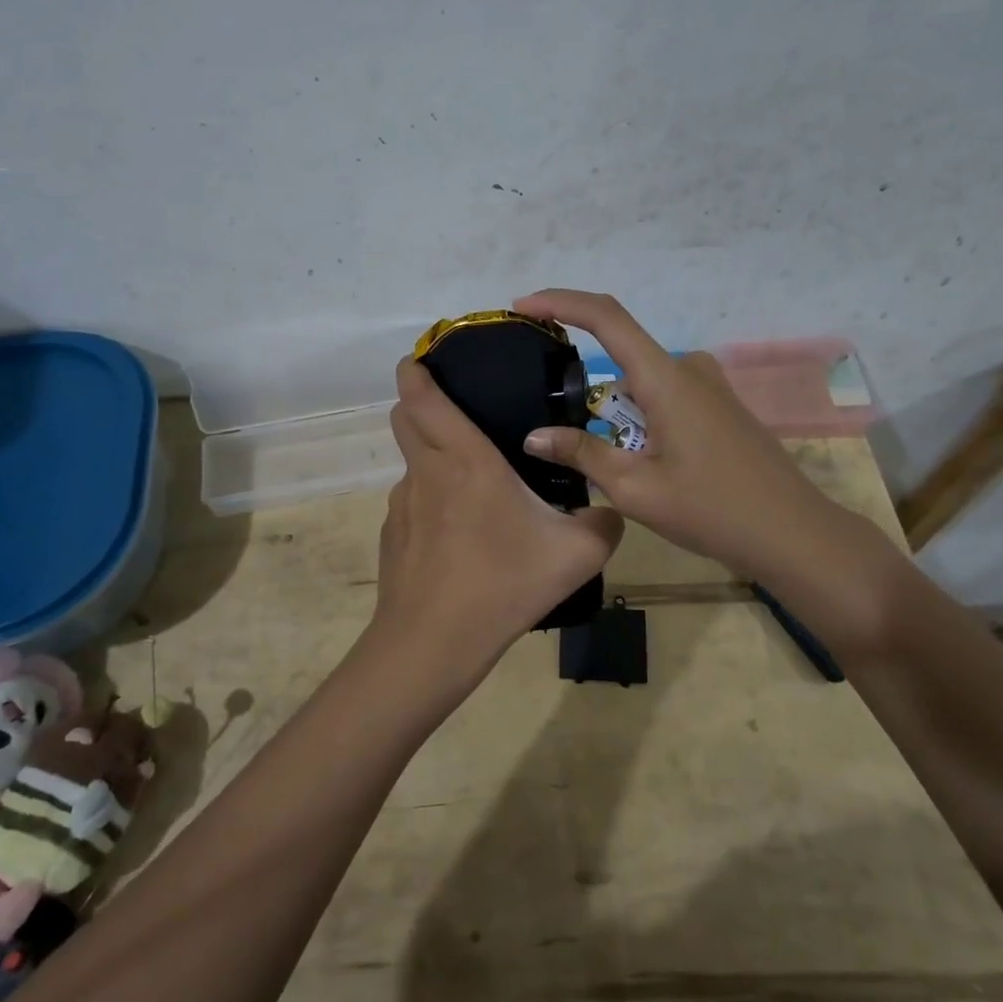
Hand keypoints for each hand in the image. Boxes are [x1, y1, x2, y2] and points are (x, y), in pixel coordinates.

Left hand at [368, 358, 623, 695]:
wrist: (434, 643)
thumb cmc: (503, 584)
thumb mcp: (576, 555)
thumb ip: (604, 523)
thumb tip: (608, 510)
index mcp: (465, 460)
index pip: (421, 397)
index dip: (415, 371)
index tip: (421, 357)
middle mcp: (426, 472)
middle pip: (404, 418)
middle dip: (419, 403)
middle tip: (456, 410)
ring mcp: (402, 505)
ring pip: (411, 464)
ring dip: (433, 459)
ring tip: (473, 490)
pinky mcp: (393, 536)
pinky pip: (413, 504)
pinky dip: (431, 503)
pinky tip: (458, 539)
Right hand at [514, 290, 870, 584]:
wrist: (792, 533)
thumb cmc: (711, 509)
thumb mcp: (636, 488)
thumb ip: (583, 454)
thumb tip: (534, 437)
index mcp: (666, 378)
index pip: (606, 317)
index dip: (561, 301)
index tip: (524, 305)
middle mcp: (688, 369)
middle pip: (621, 357)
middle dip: (589, 391)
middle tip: (567, 439)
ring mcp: (709, 386)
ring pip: (642, 384)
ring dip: (617, 414)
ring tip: (613, 467)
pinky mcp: (719, 406)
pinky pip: (664, 397)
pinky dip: (640, 419)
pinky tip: (643, 463)